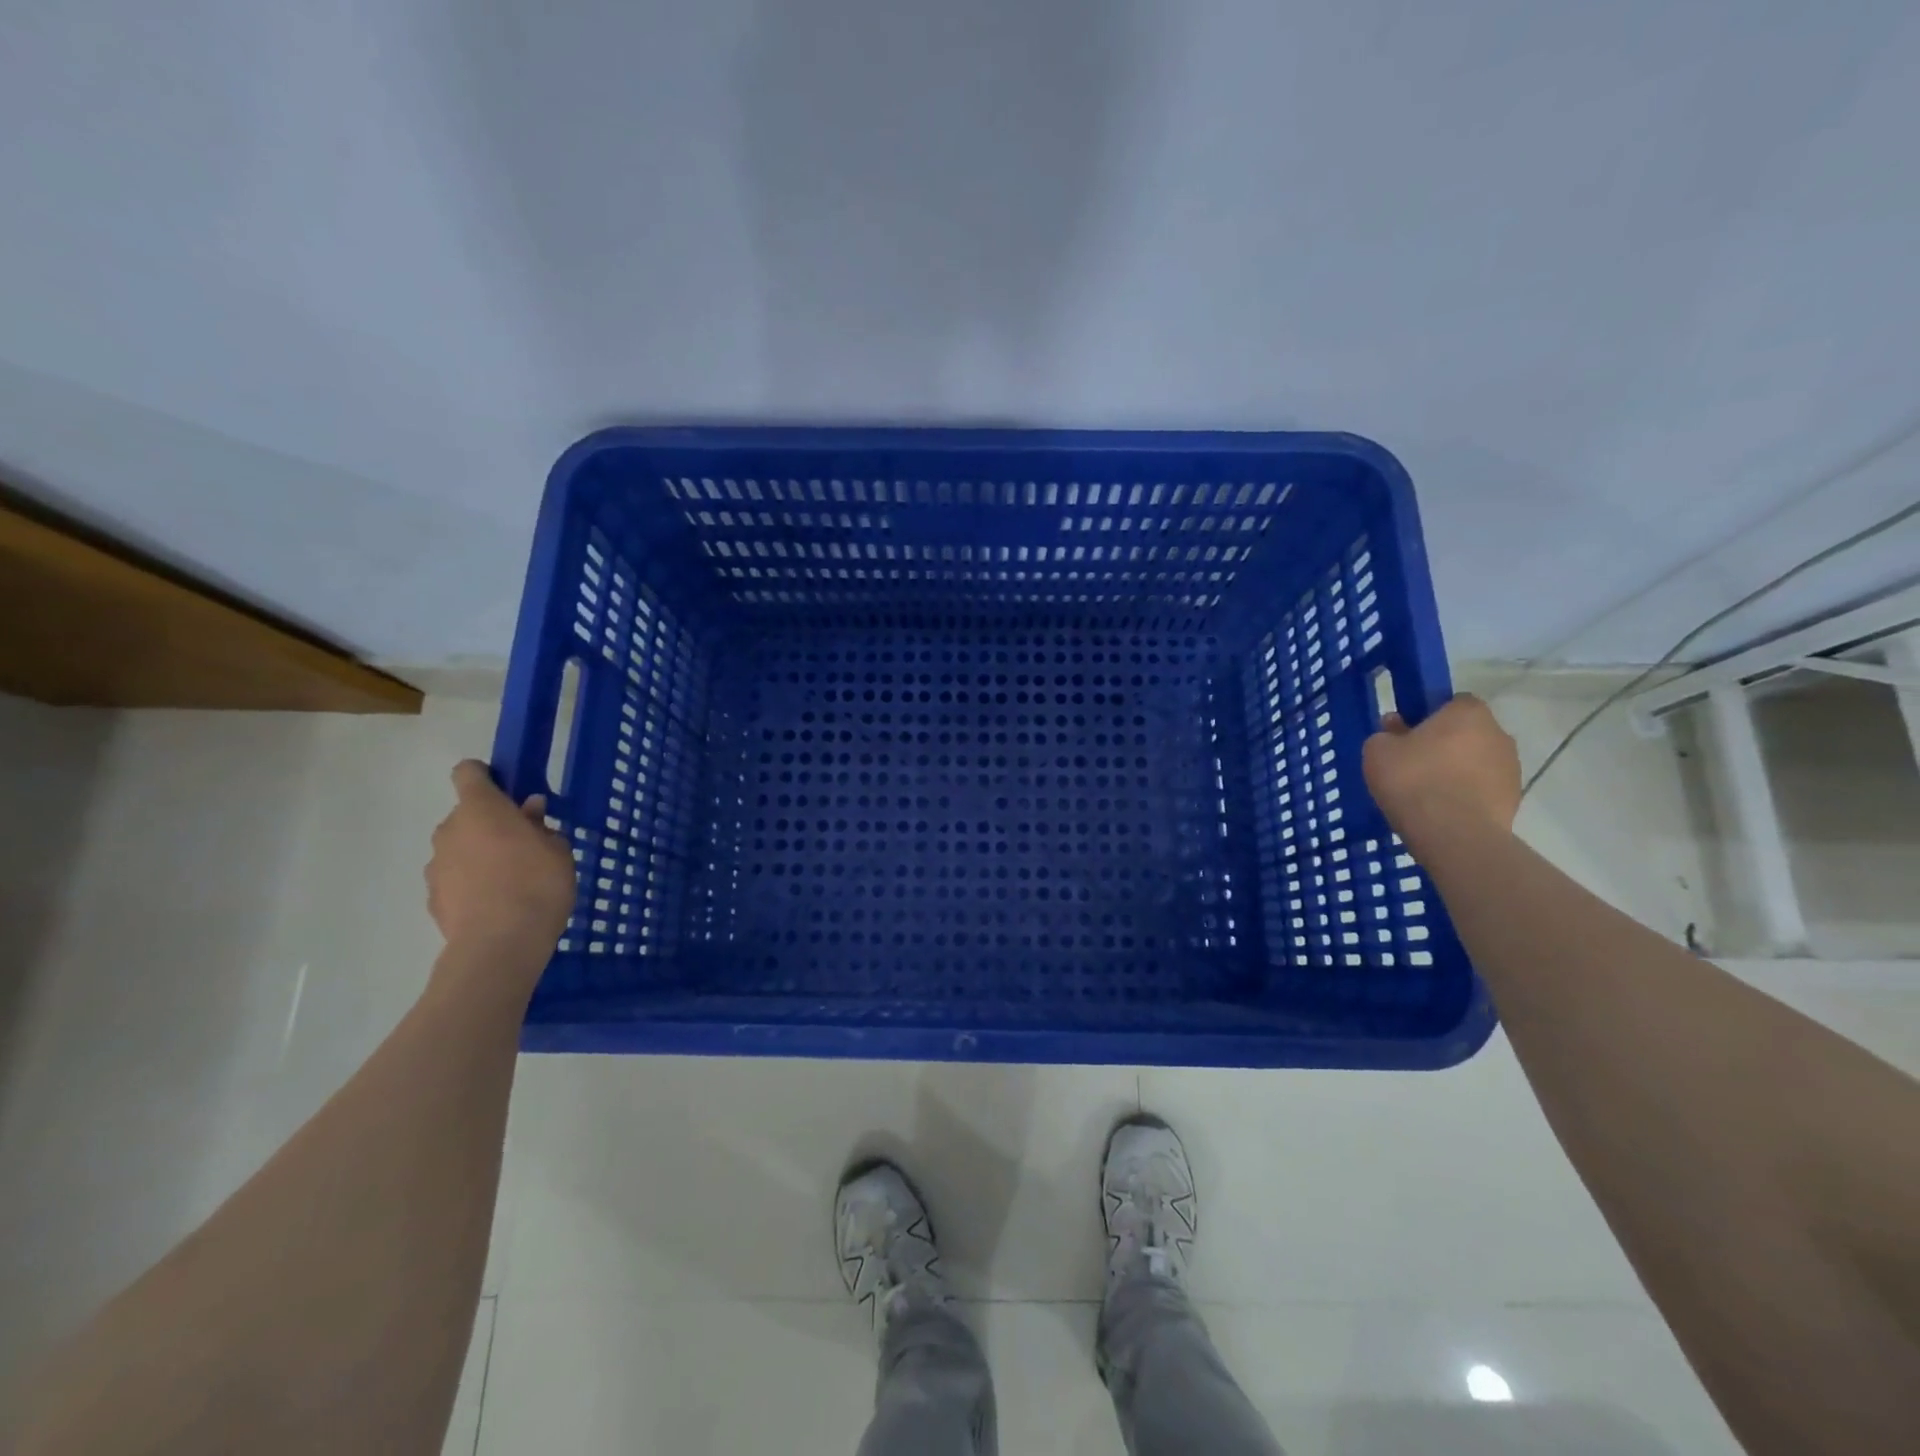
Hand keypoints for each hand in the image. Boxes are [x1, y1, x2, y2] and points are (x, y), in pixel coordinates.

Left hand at [425, 761, 576, 960]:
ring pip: (459, 848)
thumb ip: (540, 826)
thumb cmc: (537, 883)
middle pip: (466, 815)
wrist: (500, 944)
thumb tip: (528, 811)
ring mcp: (436, 865)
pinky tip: (496, 904)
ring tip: (512, 880)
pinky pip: (455, 879)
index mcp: (480, 809)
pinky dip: (471, 884)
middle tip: (524, 844)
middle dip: (490, 824)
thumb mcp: (557, 849)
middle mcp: (450, 830)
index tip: (509, 791)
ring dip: (479, 855)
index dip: (486, 776)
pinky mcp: (432, 898)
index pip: (468, 773)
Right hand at [1362, 694, 1520, 856]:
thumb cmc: (1413, 781)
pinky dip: (1466, 794)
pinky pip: (1482, 788)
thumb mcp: (1377, 751)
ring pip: (1476, 761)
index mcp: (1468, 712)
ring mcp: (1511, 767)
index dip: (1428, 716)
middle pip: (1466, 732)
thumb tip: (1395, 731)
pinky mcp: (1514, 798)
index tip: (1406, 734)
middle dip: (1443, 744)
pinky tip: (1442, 811)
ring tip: (1426, 793)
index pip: (1451, 702)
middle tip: (1412, 764)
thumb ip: (1385, 735)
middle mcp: (1498, 733)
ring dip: (1456, 770)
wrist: (1453, 834)